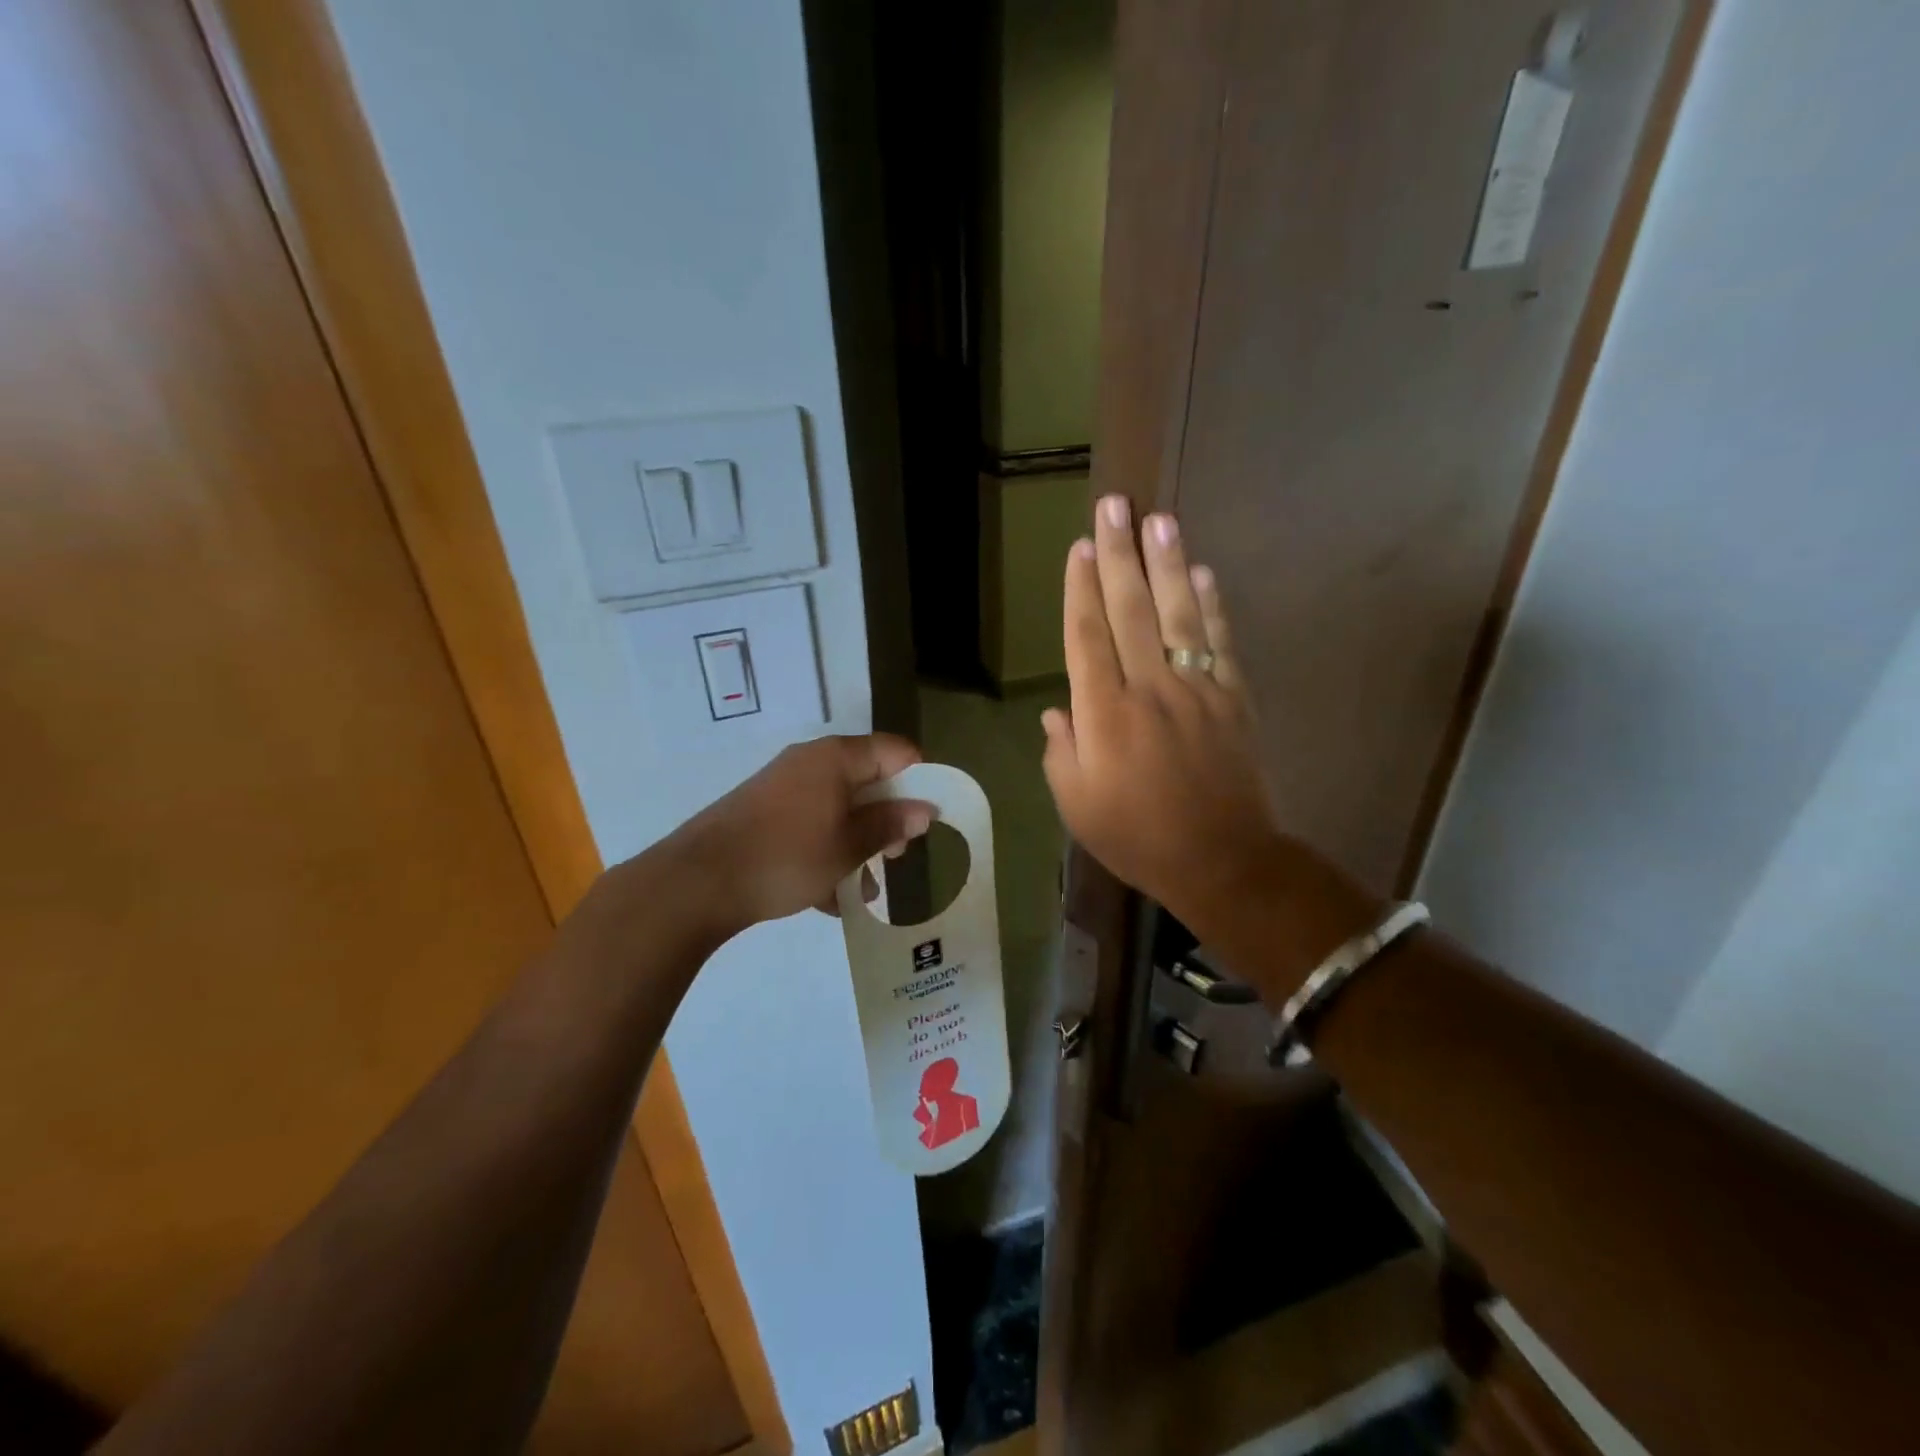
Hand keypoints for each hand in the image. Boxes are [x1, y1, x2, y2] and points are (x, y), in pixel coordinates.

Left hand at [672, 734, 934, 930]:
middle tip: (894, 857)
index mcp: (836, 757)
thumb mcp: (848, 846)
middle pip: (867, 779)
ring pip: (838, 808)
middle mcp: (810, 762)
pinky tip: (827, 896)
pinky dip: (825, 851)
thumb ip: (890, 825)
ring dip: (857, 843)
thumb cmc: (786, 857)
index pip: (895, 751)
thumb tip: (924, 809)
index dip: (919, 780)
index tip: (926, 820)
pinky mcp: (763, 813)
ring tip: (863, 889)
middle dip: (887, 818)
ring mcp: (783, 786)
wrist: (698, 882)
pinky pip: (810, 824)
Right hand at [1041, 496, 1288, 931]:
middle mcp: (1149, 688)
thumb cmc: (1137, 836)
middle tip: (1114, 505)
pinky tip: (1202, 573)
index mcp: (1104, 714)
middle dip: (1120, 554)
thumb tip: (1059, 711)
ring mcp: (1197, 689)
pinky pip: (1220, 641)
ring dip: (1167, 562)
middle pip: (1130, 609)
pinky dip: (1211, 605)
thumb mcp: (1076, 805)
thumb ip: (1061, 752)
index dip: (1081, 589)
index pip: (1088, 636)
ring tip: (1159, 518)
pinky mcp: (1233, 698)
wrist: (1222, 860)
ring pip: (1178, 613)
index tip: (1080, 547)